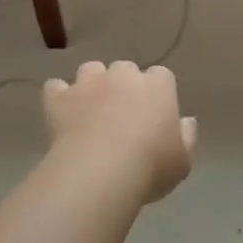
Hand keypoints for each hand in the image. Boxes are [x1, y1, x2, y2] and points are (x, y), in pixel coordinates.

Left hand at [43, 61, 197, 205]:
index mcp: (158, 86)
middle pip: (125, 69)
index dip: (157, 93)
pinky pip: (56, 88)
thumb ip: (186, 137)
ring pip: (91, 70)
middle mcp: (123, 76)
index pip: (162, 76)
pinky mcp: (59, 97)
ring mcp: (88, 83)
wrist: (99, 172)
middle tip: (122, 115)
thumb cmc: (149, 167)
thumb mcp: (182, 161)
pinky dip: (59, 97)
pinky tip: (62, 114)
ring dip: (92, 85)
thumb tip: (185, 121)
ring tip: (90, 110)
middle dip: (123, 86)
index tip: (154, 114)